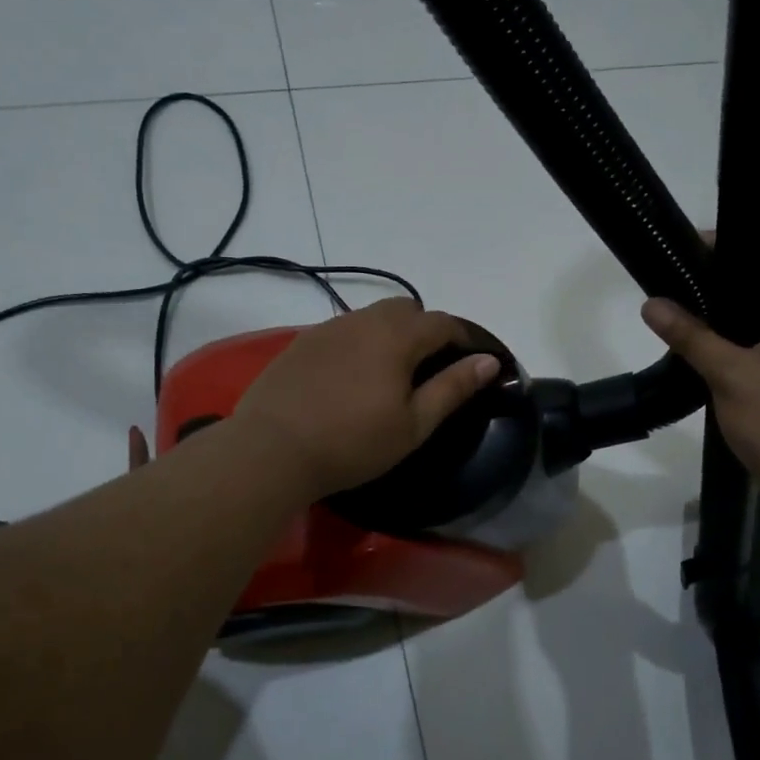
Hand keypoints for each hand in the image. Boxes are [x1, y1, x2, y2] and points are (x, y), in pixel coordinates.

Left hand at [229, 298, 500, 498]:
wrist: (271, 450)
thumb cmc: (352, 442)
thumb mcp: (413, 424)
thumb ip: (453, 387)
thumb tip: (488, 361)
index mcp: (397, 336)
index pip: (444, 323)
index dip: (465, 338)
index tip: (476, 360)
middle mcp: (363, 320)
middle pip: (407, 310)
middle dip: (427, 330)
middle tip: (432, 368)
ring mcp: (328, 328)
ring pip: (372, 317)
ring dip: (392, 334)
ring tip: (391, 373)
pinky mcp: (301, 343)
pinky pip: (344, 331)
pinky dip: (360, 343)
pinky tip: (351, 377)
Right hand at [642, 263, 759, 527]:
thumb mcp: (733, 375)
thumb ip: (692, 337)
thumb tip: (651, 303)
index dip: (735, 252)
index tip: (691, 248)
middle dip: (723, 291)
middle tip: (677, 283)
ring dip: (726, 328)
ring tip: (681, 317)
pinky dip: (733, 356)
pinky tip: (701, 360)